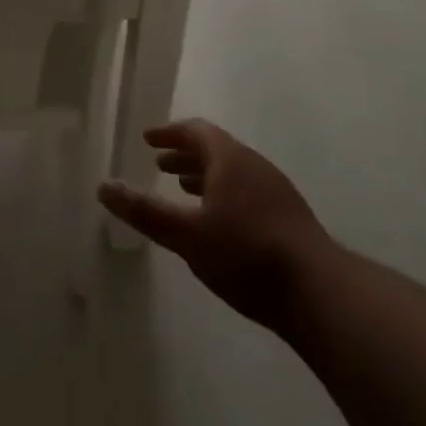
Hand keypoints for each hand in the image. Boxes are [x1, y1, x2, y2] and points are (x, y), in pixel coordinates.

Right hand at [99, 119, 333, 332]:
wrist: (321, 294)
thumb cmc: (246, 254)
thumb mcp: (187, 235)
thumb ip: (145, 211)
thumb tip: (103, 186)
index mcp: (229, 158)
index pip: (196, 131)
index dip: (169, 134)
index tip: (148, 140)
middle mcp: (254, 165)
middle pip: (215, 149)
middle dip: (185, 155)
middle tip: (160, 165)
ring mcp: (277, 191)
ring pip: (233, 172)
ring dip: (205, 176)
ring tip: (185, 192)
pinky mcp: (290, 219)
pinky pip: (248, 191)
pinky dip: (224, 194)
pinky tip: (220, 223)